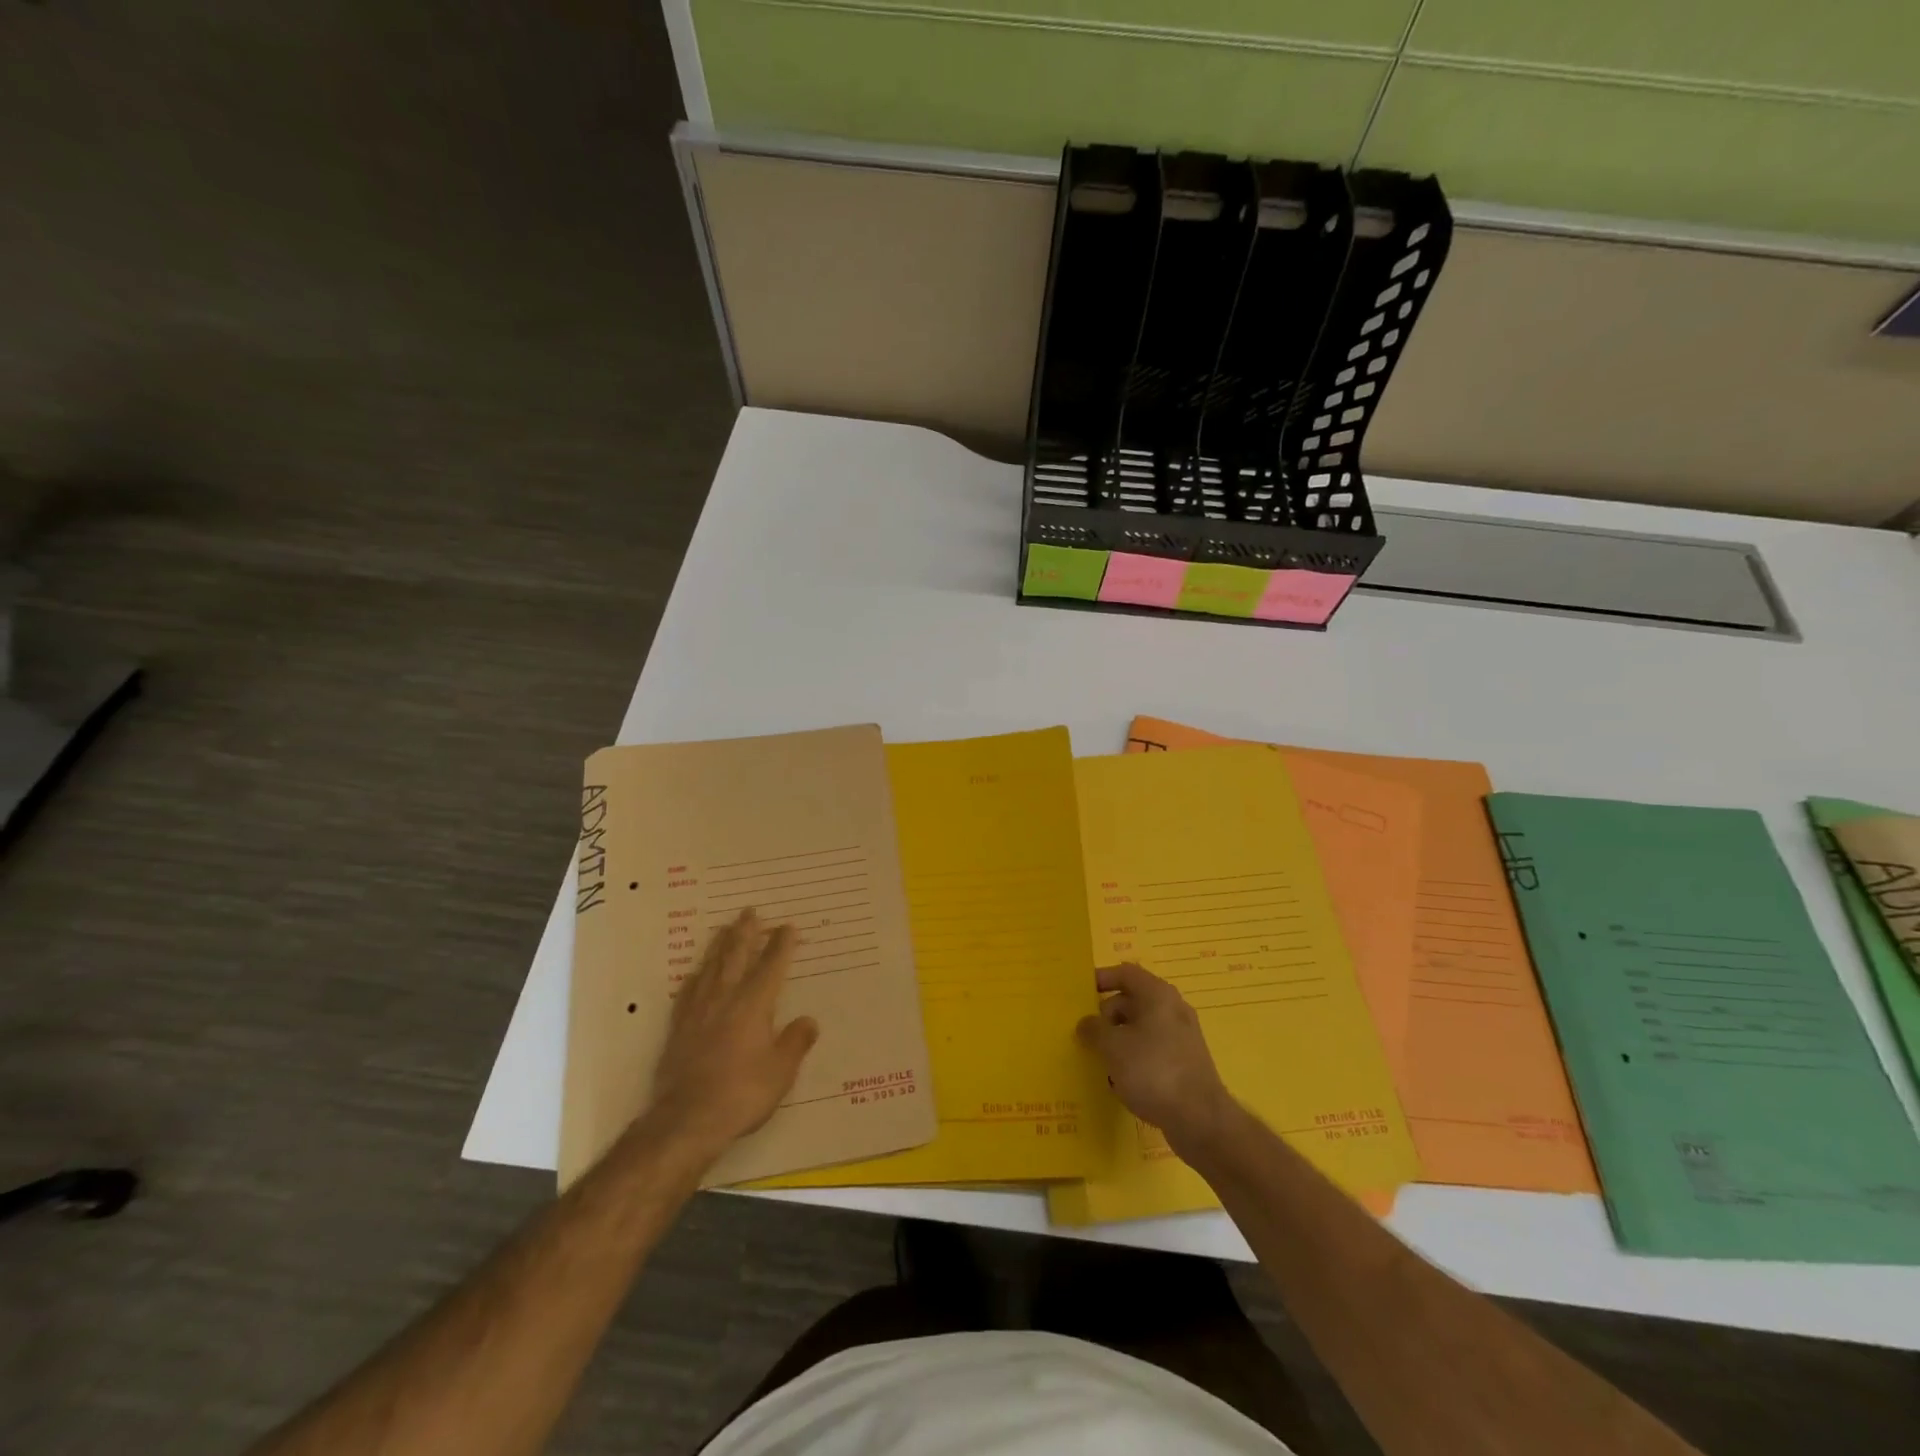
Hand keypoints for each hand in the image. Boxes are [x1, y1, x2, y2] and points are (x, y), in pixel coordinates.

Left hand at [648, 909, 818, 1155]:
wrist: (686, 1120)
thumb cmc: (742, 1094)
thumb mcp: (781, 1072)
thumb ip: (795, 1042)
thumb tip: (809, 1020)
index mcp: (754, 1004)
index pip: (771, 966)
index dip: (781, 945)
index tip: (787, 926)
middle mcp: (725, 999)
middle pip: (736, 956)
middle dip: (745, 932)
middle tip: (749, 910)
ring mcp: (698, 1012)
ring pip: (711, 967)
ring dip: (719, 946)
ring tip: (724, 929)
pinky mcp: (678, 1029)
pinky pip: (688, 991)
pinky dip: (696, 976)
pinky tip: (696, 973)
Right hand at [1077, 963, 1233, 1154]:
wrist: (1200, 1120)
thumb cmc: (1153, 1070)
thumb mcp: (1113, 1047)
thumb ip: (1094, 1030)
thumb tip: (1085, 1023)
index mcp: (1158, 995)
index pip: (1125, 973)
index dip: (1102, 978)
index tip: (1080, 993)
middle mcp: (1172, 1010)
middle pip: (1131, 1001)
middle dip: (1106, 1016)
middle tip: (1086, 1035)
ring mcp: (1181, 1038)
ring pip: (1140, 1029)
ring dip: (1118, 1040)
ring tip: (1098, 1060)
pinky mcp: (1184, 1064)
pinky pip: (1151, 1051)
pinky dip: (1133, 1059)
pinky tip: (1120, 1082)